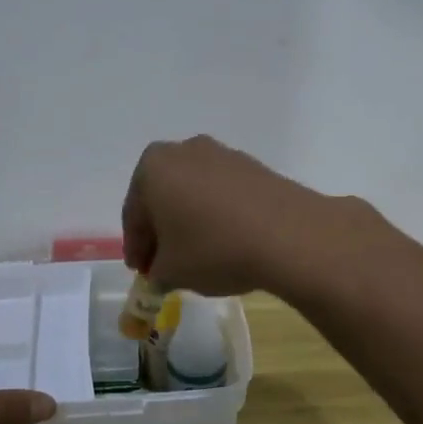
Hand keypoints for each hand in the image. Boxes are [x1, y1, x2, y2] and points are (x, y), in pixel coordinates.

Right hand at [121, 135, 364, 297]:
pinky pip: (222, 193)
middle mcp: (184, 151)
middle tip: (164, 264)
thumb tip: (162, 271)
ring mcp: (222, 154)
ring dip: (190, 221)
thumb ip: (157, 272)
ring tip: (197, 256)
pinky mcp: (254, 166)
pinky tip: (226, 242)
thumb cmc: (214, 249)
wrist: (288, 235)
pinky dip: (217, 215)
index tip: (141, 272)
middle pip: (162, 197)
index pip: (134, 214)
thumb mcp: (172, 272)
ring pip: (193, 193)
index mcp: (153, 167)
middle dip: (161, 231)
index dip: (136, 248)